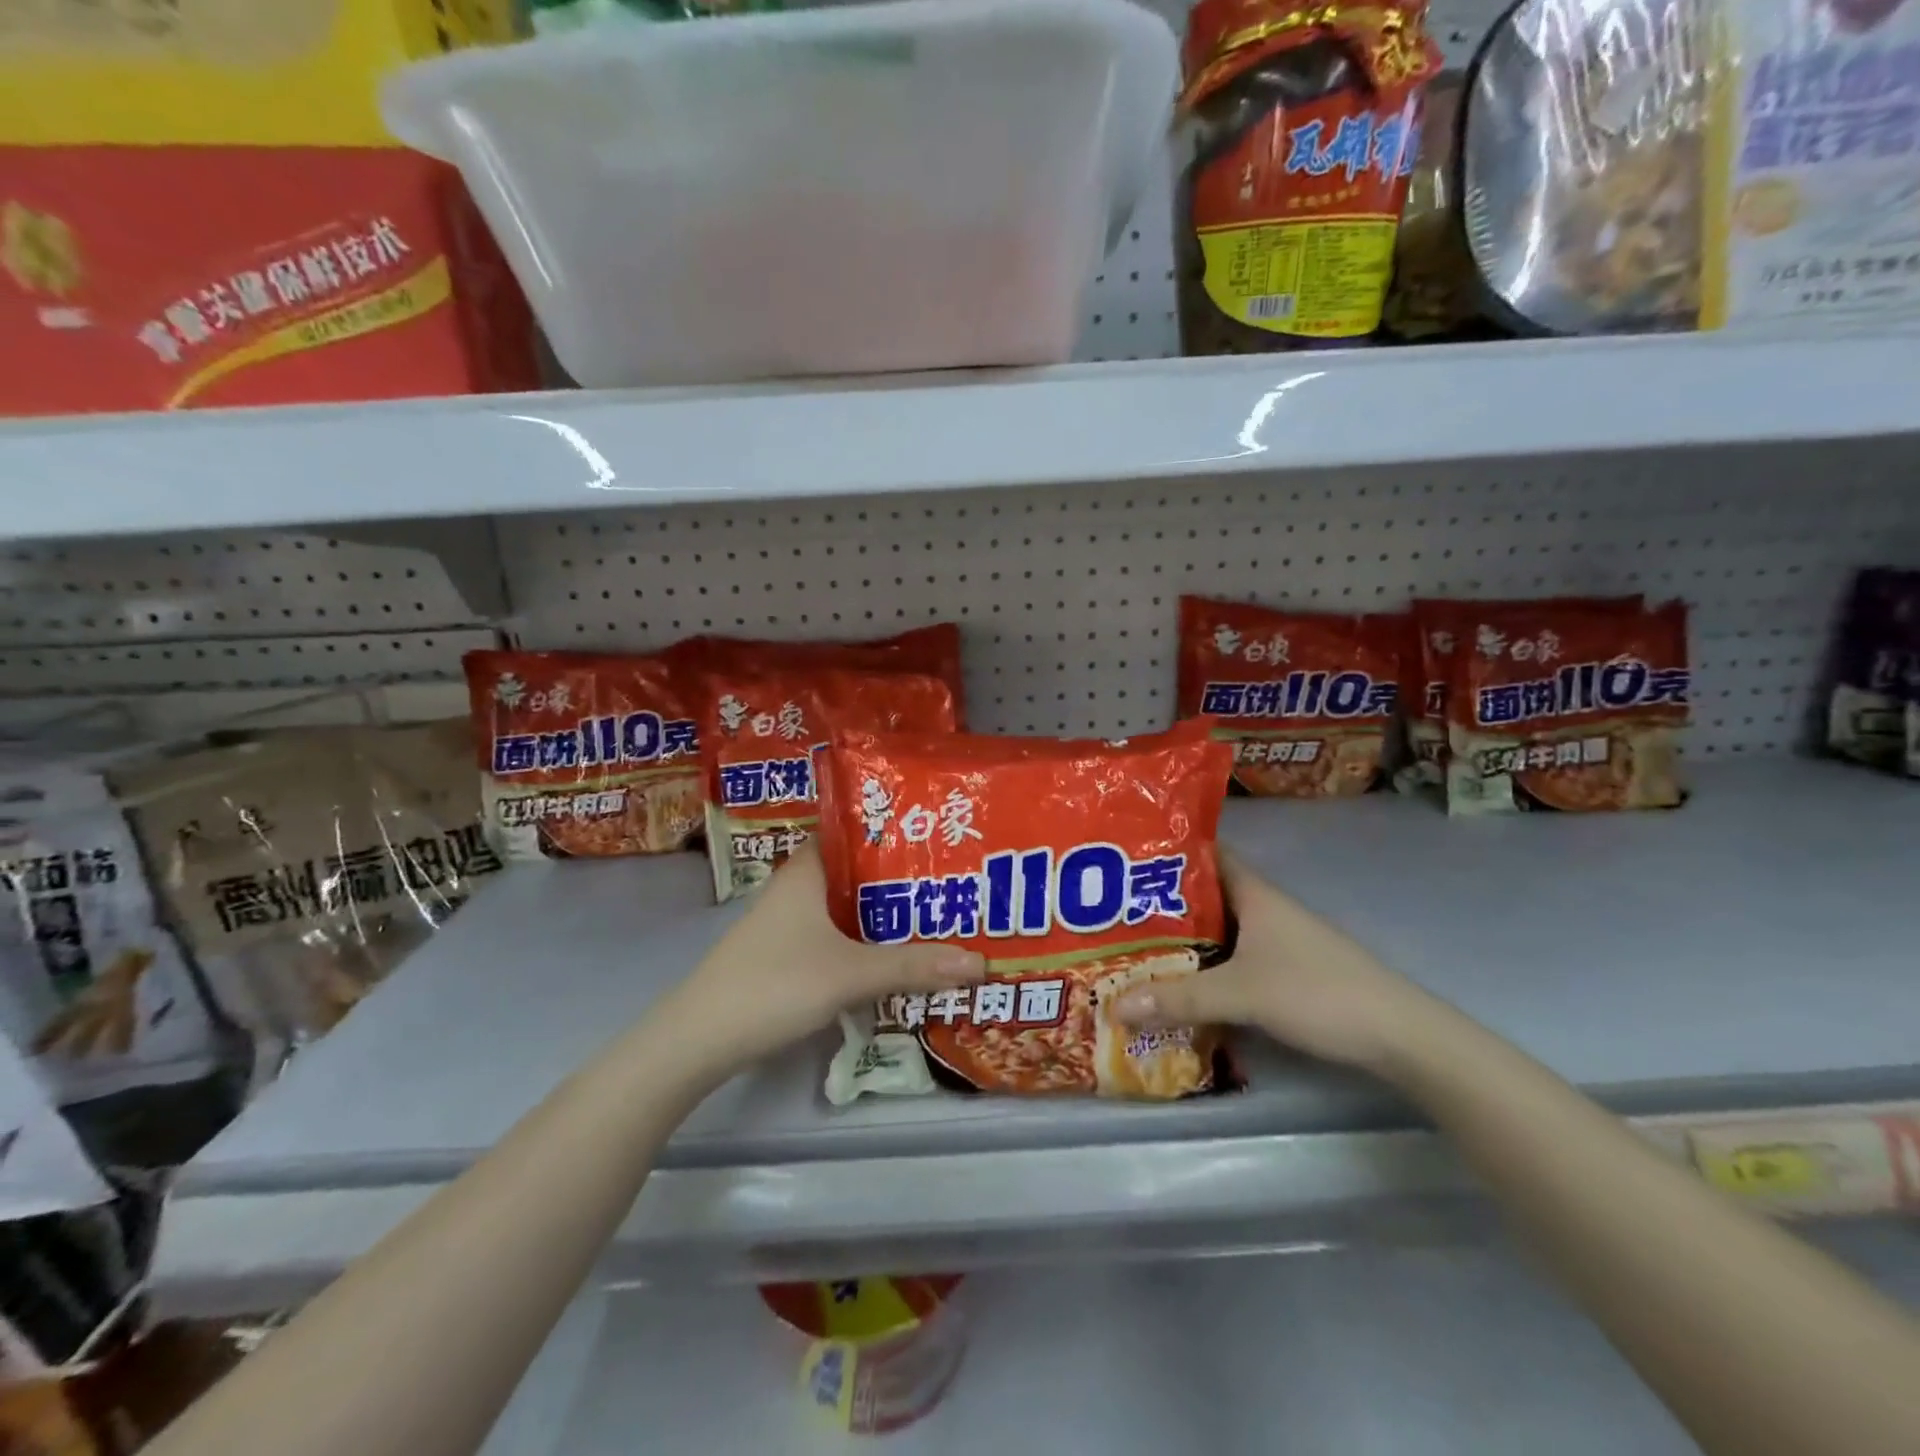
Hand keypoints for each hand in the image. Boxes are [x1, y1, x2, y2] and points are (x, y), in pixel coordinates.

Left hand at [656, 842, 983, 1079]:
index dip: (897, 832)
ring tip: (938, 917)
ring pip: (848, 908)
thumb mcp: (850, 974)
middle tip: (954, 882)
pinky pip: (837, 936)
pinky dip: (866, 942)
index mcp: (807, 870)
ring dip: (885, 915)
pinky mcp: (785, 955)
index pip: (857, 832)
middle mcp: (797, 887)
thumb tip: (980, 962)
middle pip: (859, 873)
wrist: (699, 1040)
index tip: (941, 839)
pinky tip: (896, 957)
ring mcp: (788, 923)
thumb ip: (912, 967)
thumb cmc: (774, 984)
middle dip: (902, 880)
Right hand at [1114, 848, 1438, 1078]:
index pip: (1207, 854)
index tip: (1128, 856)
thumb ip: (1179, 998)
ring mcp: (1277, 941)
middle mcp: (1264, 909)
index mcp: (1255, 893)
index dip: (1170, 850)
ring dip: (1183, 937)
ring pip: (1218, 929)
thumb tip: (1114, 1004)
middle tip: (1115, 909)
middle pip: (1205, 895)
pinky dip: (1205, 965)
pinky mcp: (1285, 972)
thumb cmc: (1317, 992)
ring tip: (1135, 945)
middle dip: (1163, 901)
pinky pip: (1232, 958)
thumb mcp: (1241, 993)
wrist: (1398, 1035)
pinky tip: (1180, 982)